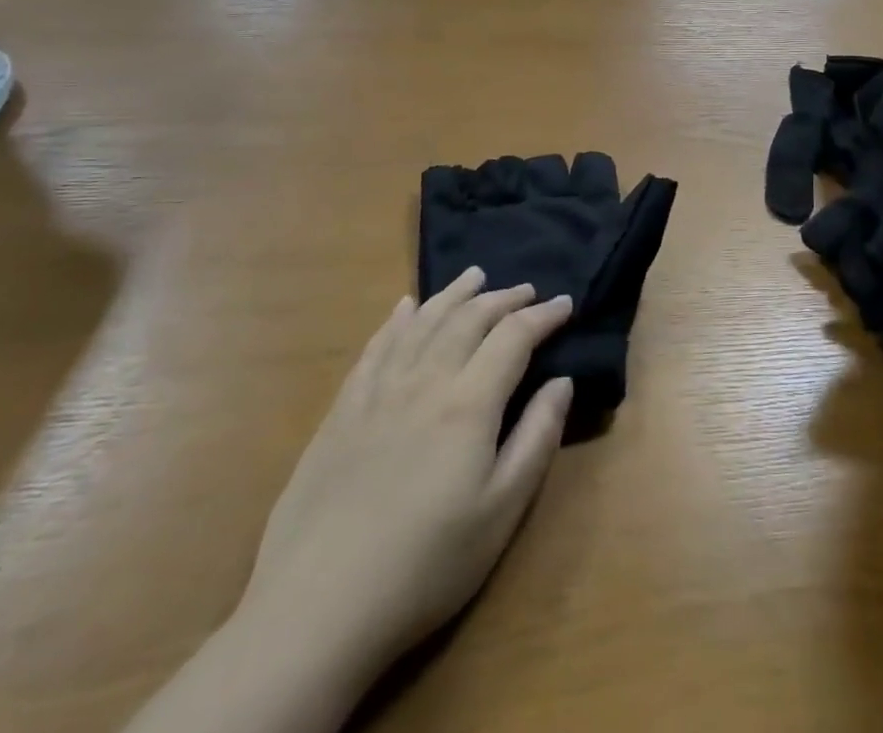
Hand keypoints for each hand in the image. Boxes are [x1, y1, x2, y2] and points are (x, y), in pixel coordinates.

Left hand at [243, 268, 574, 671]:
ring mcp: (378, 391)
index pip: (513, 337)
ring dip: (454, 294)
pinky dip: (397, 319)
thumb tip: (562, 381)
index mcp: (468, 403)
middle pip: (469, 319)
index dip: (543, 316)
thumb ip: (537, 438)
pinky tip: (406, 307)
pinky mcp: (343, 409)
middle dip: (502, 298)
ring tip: (475, 276)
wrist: (318, 607)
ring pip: (423, 322)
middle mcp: (425, 380)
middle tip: (526, 289)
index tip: (565, 303)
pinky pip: (376, 346)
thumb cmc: (426, 565)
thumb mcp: (501, 512)